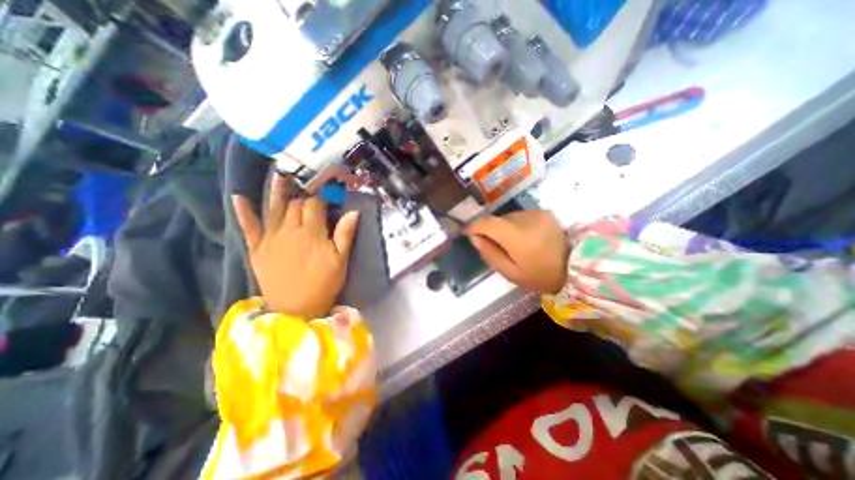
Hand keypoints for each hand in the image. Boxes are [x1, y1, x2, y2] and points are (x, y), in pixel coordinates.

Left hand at [233, 176, 358, 318]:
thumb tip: (353, 212)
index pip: (315, 205)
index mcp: (311, 233)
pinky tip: (238, 197)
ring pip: (273, 209)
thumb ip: (345, 235)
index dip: (322, 195)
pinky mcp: (257, 249)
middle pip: (295, 204)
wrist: (296, 308)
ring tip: (279, 175)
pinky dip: (243, 212)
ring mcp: (270, 238)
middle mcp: (289, 230)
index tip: (328, 189)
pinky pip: (249, 227)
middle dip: (303, 193)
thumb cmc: (324, 284)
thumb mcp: (340, 261)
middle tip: (309, 185)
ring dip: (277, 191)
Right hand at [467, 211, 565, 294]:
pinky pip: (520, 216)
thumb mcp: (511, 273)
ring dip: (502, 227)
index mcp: (518, 237)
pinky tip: (521, 237)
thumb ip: (491, 254)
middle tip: (490, 244)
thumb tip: (475, 238)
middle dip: (489, 230)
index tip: (466, 232)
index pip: (488, 224)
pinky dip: (514, 224)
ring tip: (508, 243)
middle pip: (497, 220)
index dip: (474, 226)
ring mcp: (536, 213)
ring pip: (508, 217)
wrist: (576, 268)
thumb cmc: (541, 276)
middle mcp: (526, 219)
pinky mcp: (544, 212)